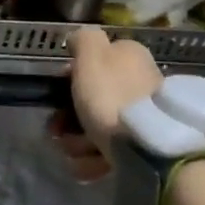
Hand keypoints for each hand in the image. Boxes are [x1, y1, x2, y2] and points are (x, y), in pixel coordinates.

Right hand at [49, 26, 163, 182]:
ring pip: (95, 126)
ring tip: (75, 152)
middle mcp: (138, 81)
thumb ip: (84, 40)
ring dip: (76, 142)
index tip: (57, 93)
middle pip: (90, 97)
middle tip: (57, 130)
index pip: (92, 61)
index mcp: (128, 56)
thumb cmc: (112, 96)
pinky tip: (87, 166)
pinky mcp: (142, 145)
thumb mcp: (92, 57)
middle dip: (68, 117)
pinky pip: (108, 151)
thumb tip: (78, 38)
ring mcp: (142, 116)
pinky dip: (93, 160)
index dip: (69, 77)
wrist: (148, 145)